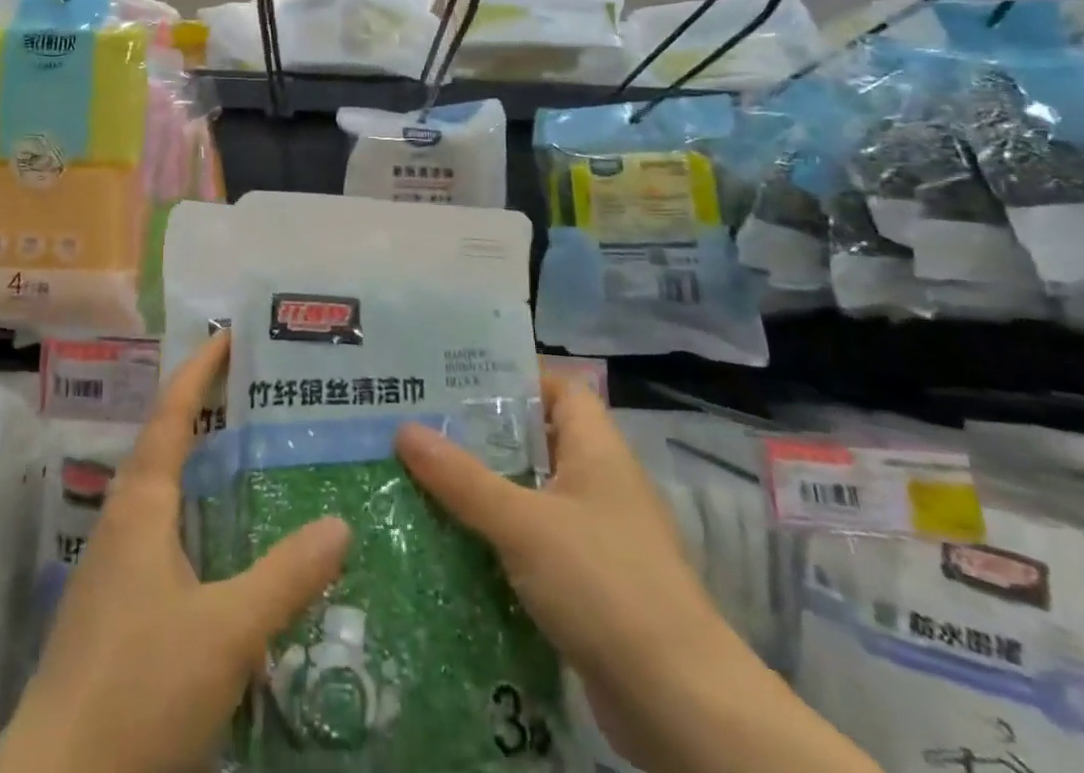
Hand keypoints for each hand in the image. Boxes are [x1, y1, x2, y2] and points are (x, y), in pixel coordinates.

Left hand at [0, 332, 350, 772]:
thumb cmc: (139, 686)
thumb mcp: (227, 631)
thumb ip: (286, 575)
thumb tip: (341, 523)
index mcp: (142, 504)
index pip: (173, 412)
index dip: (201, 369)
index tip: (231, 334)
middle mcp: (124, 520)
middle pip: (167, 443)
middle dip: (207, 409)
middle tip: (259, 390)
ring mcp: (116, 566)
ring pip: (166, 491)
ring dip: (203, 464)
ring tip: (253, 453)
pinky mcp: (119, 607)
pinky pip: (166, 534)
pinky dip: (200, 515)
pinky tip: (229, 543)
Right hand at [393, 373, 738, 765]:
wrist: (679, 705)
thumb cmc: (604, 585)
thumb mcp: (522, 523)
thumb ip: (462, 478)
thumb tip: (403, 429)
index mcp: (597, 450)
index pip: (559, 388)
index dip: (514, 377)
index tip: (456, 379)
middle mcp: (600, 482)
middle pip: (536, 439)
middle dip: (482, 434)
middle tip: (422, 423)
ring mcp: (597, 535)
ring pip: (531, 492)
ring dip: (485, 487)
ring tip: (423, 475)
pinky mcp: (589, 583)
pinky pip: (534, 540)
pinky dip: (499, 536)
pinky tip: (454, 539)